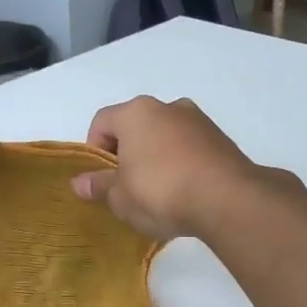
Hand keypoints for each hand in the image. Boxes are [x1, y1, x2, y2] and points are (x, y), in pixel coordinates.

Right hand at [70, 97, 258, 241]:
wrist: (227, 199)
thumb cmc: (160, 191)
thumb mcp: (120, 197)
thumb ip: (98, 186)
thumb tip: (79, 183)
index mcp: (136, 112)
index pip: (101, 122)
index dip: (94, 151)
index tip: (102, 179)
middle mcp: (167, 106)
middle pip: (134, 127)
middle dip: (126, 154)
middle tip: (127, 187)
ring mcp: (198, 120)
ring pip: (163, 136)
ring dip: (155, 158)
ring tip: (157, 193)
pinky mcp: (221, 139)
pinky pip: (188, 148)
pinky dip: (180, 164)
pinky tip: (183, 192)